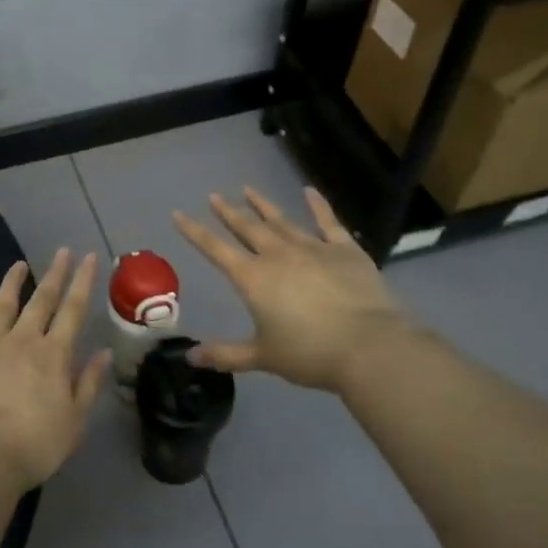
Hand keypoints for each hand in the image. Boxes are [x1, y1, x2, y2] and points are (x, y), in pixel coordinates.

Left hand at [0, 249, 111, 488]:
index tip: (88, 257)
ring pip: (1, 307)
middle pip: (42, 301)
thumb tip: (104, 353)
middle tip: (62, 251)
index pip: (73, 311)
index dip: (83, 283)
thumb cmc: (34, 443)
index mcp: (53, 355)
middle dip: (54, 274)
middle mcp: (22, 341)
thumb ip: (88, 384)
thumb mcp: (75, 420)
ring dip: (11, 284)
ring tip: (18, 265)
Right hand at [173, 187, 414, 393]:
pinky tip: (310, 191)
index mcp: (253, 279)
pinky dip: (318, 205)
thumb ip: (226, 355)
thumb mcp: (262, 357)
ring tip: (248, 189)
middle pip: (247, 228)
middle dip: (228, 212)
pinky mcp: (345, 249)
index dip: (195, 232)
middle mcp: (278, 255)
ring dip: (263, 205)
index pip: (215, 249)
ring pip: (282, 220)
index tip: (179, 214)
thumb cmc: (309, 353)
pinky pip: (328, 222)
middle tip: (215, 196)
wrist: (367, 346)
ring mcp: (313, 248)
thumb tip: (191, 358)